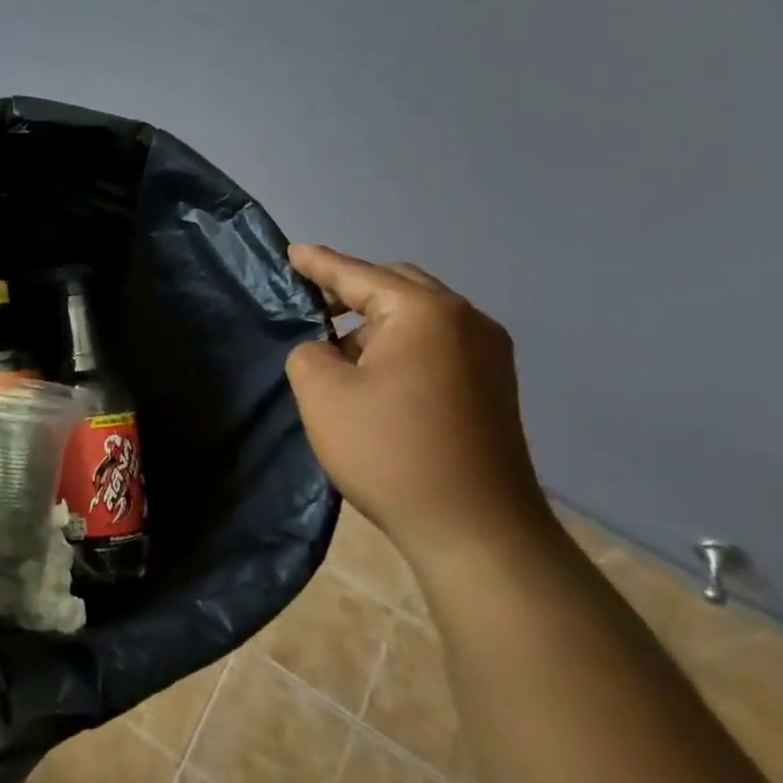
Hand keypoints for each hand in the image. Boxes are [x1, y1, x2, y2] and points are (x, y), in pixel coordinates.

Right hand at [285, 245, 549, 567]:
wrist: (475, 530)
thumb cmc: (390, 451)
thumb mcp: (322, 394)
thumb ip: (308, 352)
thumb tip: (327, 350)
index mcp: (424, 312)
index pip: (358, 274)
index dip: (318, 264)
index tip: (290, 252)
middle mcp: (466, 320)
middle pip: (396, 286)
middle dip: (350, 289)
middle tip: (308, 301)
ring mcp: (488, 354)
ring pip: (419, 316)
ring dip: (375, 321)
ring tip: (335, 344)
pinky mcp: (492, 385)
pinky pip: (436, 343)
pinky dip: (400, 344)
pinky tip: (373, 372)